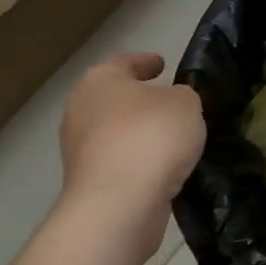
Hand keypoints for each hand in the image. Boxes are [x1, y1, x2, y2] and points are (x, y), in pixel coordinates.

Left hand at [58, 52, 206, 238]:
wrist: (120, 203)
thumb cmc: (151, 136)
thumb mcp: (186, 102)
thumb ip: (182, 96)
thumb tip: (172, 104)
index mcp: (100, 81)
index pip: (124, 62)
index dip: (145, 62)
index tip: (162, 64)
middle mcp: (81, 111)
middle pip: (115, 99)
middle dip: (140, 100)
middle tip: (171, 100)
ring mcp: (79, 151)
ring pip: (116, 132)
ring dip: (139, 133)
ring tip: (173, 136)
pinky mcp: (88, 183)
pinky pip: (119, 162)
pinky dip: (138, 159)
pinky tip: (164, 164)